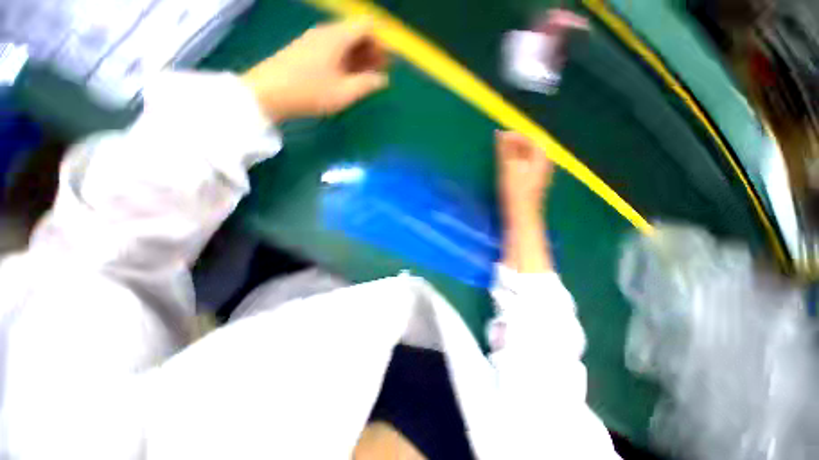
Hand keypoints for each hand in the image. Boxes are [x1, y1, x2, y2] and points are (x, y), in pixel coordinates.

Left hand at [242, 20, 388, 121]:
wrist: (268, 92)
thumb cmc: (310, 92)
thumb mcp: (344, 93)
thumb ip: (367, 84)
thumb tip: (383, 79)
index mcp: (337, 37)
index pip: (366, 26)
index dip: (380, 42)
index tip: (386, 62)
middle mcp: (326, 32)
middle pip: (355, 32)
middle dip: (371, 50)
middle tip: (379, 73)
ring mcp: (313, 39)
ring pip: (343, 41)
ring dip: (358, 57)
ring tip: (365, 78)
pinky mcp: (305, 49)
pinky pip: (332, 48)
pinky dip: (344, 59)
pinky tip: (346, 77)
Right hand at [495, 130, 553, 222]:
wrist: (521, 215)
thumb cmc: (515, 192)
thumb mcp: (508, 168)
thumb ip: (504, 150)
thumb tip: (499, 132)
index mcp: (540, 157)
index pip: (530, 139)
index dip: (514, 136)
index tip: (499, 136)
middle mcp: (544, 163)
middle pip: (530, 147)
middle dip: (514, 144)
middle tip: (499, 145)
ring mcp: (540, 173)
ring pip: (528, 157)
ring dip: (514, 153)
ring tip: (501, 155)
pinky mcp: (534, 182)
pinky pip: (526, 165)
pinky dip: (516, 162)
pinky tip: (508, 168)